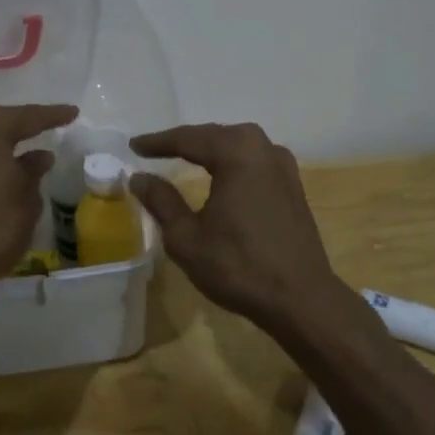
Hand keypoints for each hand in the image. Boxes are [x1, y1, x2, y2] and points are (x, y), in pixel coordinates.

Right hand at [128, 122, 339, 327]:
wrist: (301, 299)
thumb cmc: (239, 266)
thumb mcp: (187, 238)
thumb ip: (161, 201)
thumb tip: (139, 177)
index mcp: (236, 153)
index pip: (188, 139)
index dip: (158, 142)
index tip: (133, 146)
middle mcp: (263, 148)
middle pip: (215, 135)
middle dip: (184, 141)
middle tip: (155, 149)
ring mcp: (283, 165)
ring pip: (237, 145)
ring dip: (210, 149)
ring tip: (184, 157)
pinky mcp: (293, 184)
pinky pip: (254, 160)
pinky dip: (231, 161)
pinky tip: (221, 174)